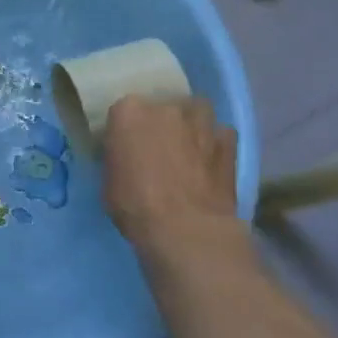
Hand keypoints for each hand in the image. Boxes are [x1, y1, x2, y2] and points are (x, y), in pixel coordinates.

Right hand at [102, 95, 245, 255]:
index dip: (127, 130)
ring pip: (196, 110)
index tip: (128, 146)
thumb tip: (126, 158)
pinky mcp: (227, 142)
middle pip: (162, 106)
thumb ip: (118, 158)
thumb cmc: (136, 207)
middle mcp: (164, 108)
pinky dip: (217, 143)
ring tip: (190, 145)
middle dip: (161, 123)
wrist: (186, 231)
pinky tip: (212, 160)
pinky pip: (221, 133)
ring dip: (192, 124)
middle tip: (160, 147)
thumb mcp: (109, 182)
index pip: (124, 111)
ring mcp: (199, 122)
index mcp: (128, 112)